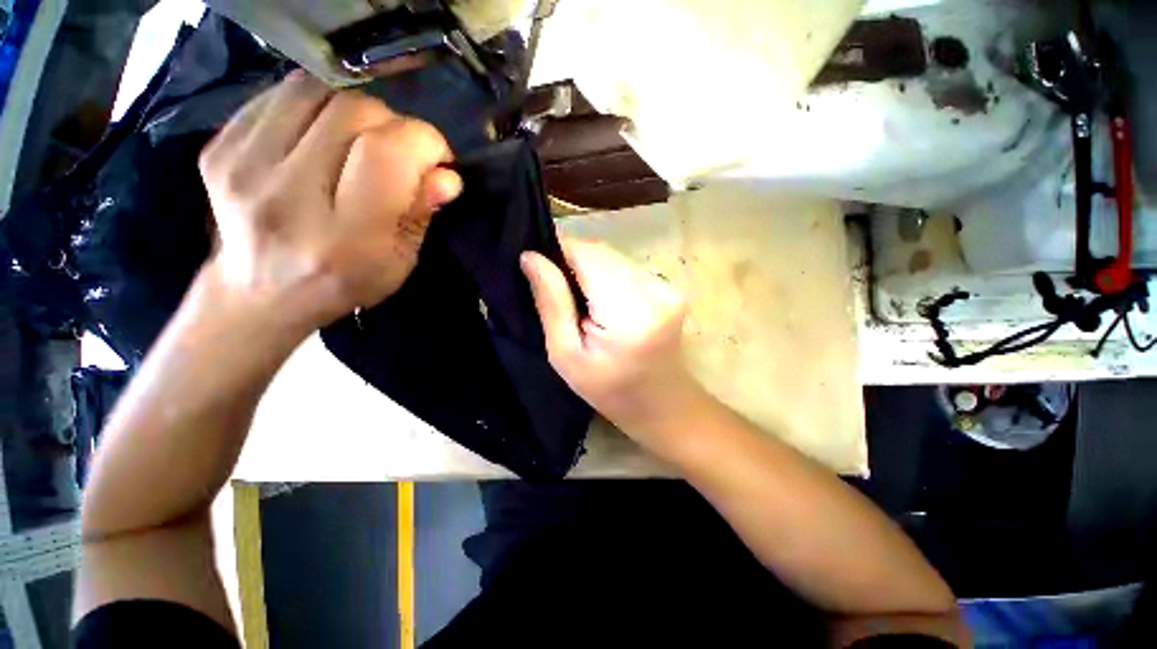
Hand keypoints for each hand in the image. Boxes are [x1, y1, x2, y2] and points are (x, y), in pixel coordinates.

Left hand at [198, 70, 461, 332]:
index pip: (385, 154)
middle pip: (352, 112)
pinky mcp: (220, 147)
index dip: (422, 141)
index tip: (437, 157)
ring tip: (361, 141)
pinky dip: (317, 107)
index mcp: (344, 236)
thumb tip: (446, 174)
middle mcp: (286, 195)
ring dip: (355, 110)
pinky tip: (324, 136)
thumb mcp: (399, 261)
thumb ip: (421, 213)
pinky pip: (282, 95)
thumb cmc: (343, 283)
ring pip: (316, 91)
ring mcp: (242, 166)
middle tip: (400, 152)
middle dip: (393, 125)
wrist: (260, 293)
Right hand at [521, 239, 701, 445]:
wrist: (663, 406)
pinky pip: (626, 268)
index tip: (540, 269)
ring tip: (581, 301)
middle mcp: (653, 289)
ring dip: (590, 269)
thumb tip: (530, 257)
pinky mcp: (669, 287)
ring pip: (612, 257)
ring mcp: (666, 286)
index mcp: (628, 312)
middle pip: (600, 252)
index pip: (586, 253)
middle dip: (572, 262)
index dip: (558, 252)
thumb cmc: (609, 390)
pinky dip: (607, 276)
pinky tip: (603, 303)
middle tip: (558, 292)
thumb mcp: (567, 355)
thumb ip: (551, 302)